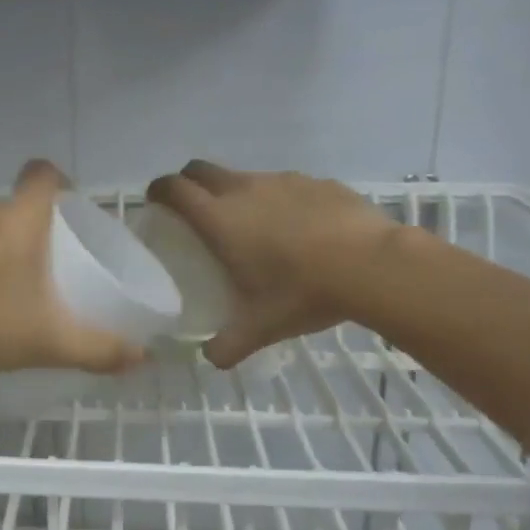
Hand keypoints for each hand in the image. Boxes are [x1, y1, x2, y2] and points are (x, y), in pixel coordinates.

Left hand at [0, 160, 147, 377]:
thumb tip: (141, 359)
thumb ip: (98, 349)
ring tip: (12, 290)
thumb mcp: (48, 342)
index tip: (72, 214)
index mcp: (19, 220)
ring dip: (0, 250)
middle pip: (16, 206)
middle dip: (37, 229)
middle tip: (52, 266)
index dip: (62, 183)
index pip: (44, 174)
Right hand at [145, 160, 402, 367]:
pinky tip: (299, 229)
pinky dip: (280, 200)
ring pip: (245, 177)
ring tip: (252, 227)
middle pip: (202, 170)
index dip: (159, 190)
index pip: (175, 188)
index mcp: (220, 219)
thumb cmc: (302, 292)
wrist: (373, 265)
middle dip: (189, 183)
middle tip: (193, 210)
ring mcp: (283, 181)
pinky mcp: (318, 182)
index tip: (156, 202)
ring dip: (236, 193)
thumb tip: (211, 359)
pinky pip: (286, 185)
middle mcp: (245, 190)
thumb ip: (228, 345)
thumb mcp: (260, 327)